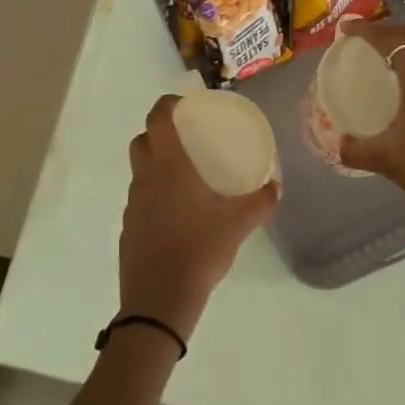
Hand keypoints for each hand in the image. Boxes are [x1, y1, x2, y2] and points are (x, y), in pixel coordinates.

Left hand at [120, 95, 279, 339]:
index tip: (184, 103)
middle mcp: (145, 177)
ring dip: (155, 162)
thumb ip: (260, 202)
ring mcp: (132, 203)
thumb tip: (276, 185)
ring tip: (184, 174)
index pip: (158, 118)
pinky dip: (154, 192)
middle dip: (159, 131)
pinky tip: (176, 211)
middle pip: (142, 140)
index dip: (167, 103)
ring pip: (139, 169)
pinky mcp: (128, 226)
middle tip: (186, 137)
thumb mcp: (238, 225)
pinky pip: (140, 197)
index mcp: (169, 166)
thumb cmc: (199, 251)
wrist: (158, 300)